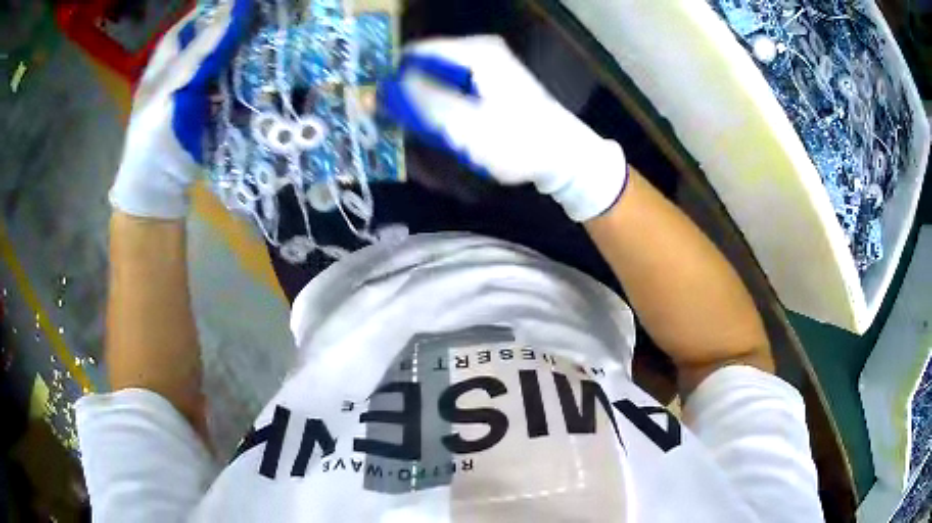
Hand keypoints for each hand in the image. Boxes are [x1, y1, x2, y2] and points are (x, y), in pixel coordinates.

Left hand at [109, 0, 252, 218]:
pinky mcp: (211, 112)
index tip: (230, 3)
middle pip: (206, 43)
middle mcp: (180, 74)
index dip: (203, 14)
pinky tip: (260, 67)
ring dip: (240, 50)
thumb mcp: (168, 89)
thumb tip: (228, 13)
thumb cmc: (151, 136)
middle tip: (256, 17)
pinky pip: (230, 86)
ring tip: (264, 35)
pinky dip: (244, 76)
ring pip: (221, 62)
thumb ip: (196, 52)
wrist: (159, 186)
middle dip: (227, 29)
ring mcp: (196, 93)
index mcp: (163, 67)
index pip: (184, 30)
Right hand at [379, 36, 628, 221]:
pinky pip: (455, 87)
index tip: (376, 101)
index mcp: (473, 52)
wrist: (564, 156)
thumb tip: (387, 85)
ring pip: (439, 77)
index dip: (393, 74)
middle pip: (428, 64)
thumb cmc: (516, 140)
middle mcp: (480, 51)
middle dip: (408, 91)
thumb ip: (422, 101)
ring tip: (415, 128)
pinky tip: (440, 126)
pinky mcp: (493, 83)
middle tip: (394, 121)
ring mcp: (488, 66)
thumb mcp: (463, 124)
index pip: (415, 52)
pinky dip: (443, 104)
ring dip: (424, 101)